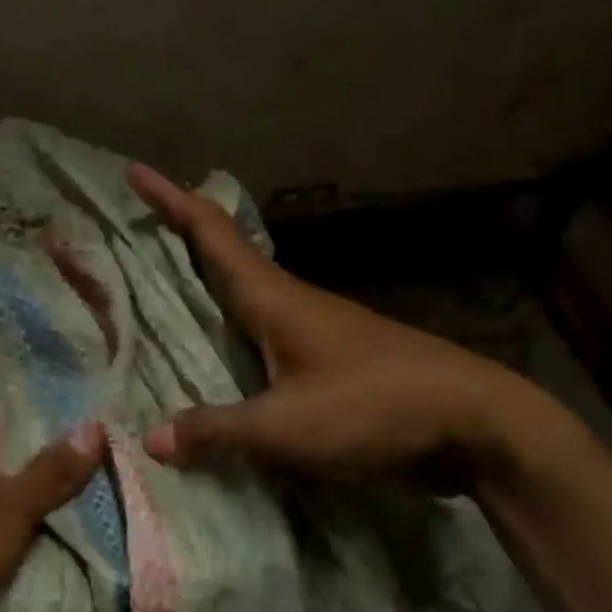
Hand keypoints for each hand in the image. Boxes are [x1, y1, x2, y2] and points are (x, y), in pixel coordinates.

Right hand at [129, 163, 548, 480]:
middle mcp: (294, 304)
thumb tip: (150, 439)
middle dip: (182, 240)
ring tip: (167, 296)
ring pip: (249, 298)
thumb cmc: (375, 408)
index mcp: (276, 299)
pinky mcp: (335, 362)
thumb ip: (217, 431)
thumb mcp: (286, 427)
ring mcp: (318, 331)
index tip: (135, 172)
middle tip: (136, 234)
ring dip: (209, 288)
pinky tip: (224, 360)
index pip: (212, 235)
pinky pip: (267, 337)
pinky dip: (235, 334)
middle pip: (228, 258)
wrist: (476, 423)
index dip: (171, 201)